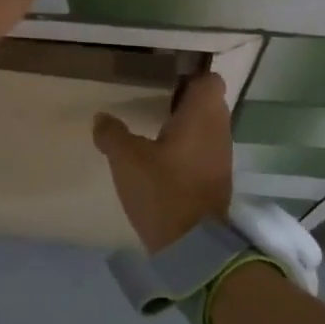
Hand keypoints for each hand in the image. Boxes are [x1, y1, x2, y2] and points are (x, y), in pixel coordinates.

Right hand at [93, 72, 233, 252]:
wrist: (193, 246)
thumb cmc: (163, 190)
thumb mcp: (126, 160)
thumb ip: (112, 134)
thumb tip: (101, 118)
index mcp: (202, 115)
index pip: (208, 80)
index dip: (188, 77)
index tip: (163, 83)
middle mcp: (219, 129)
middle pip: (208, 102)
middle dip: (184, 101)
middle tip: (153, 105)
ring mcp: (222, 155)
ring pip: (207, 127)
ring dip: (186, 127)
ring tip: (154, 132)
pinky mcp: (218, 178)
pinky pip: (205, 150)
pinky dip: (188, 149)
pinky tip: (163, 160)